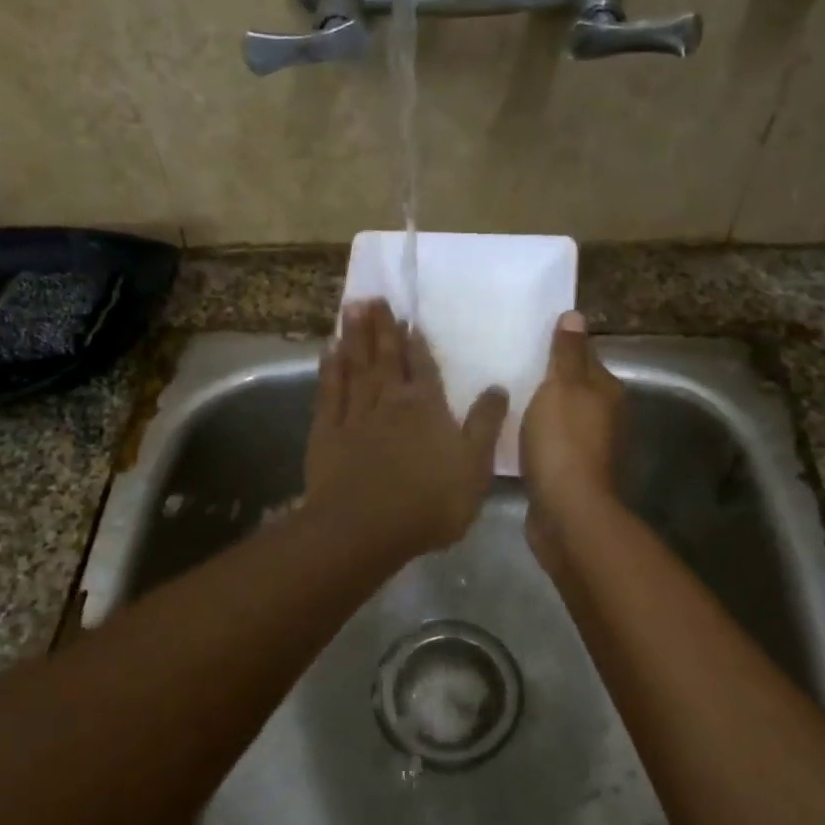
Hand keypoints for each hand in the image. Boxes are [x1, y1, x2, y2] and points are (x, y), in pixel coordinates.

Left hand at [305, 299, 508, 558]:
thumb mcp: (474, 467)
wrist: (365, 527)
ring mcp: (354, 414)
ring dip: (354, 336)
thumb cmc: (429, 502)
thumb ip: (485, 425)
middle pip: (385, 356)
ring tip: (351, 307)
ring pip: (355, 365)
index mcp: (426, 407)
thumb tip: (498, 387)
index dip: (416, 341)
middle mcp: (389, 401)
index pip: (422, 365)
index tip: (408, 317)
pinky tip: (328, 351)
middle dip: (381, 326)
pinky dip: (329, 369)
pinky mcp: (326, 432)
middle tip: (373, 296)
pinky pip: (329, 391)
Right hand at [521, 311, 624, 572]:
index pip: (583, 355)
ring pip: (560, 417)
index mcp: (606, 390)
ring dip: (538, 410)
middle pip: (573, 387)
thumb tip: (575, 316)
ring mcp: (589, 447)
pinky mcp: (570, 473)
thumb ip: (567, 353)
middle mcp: (605, 416)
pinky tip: (510, 435)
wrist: (566, 510)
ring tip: (504, 399)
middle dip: (545, 378)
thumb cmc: (563, 441)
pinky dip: (534, 437)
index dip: (557, 346)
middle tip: (506, 367)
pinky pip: (550, 444)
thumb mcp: (562, 386)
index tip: (525, 339)